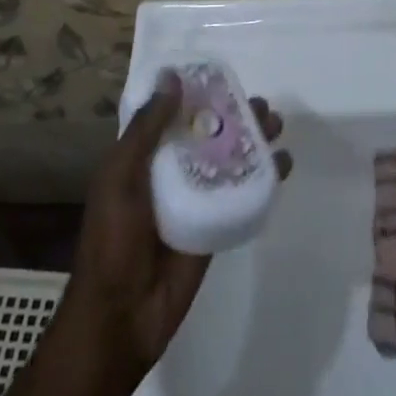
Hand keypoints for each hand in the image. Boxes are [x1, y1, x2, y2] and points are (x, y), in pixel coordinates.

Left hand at [61, 74, 290, 378]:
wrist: (121, 318)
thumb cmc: (112, 240)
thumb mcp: (119, 176)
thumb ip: (146, 129)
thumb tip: (172, 77)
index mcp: (143, 156)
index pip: (174, 114)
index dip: (198, 94)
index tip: (224, 77)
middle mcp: (170, 172)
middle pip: (208, 134)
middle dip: (234, 117)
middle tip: (261, 104)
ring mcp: (194, 199)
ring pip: (228, 160)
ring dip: (253, 142)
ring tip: (276, 126)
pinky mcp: (214, 225)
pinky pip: (240, 195)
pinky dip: (262, 179)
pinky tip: (283, 165)